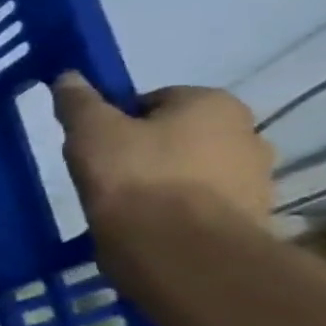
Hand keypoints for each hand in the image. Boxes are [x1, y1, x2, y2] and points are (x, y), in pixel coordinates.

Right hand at [52, 73, 274, 236]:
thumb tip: (69, 77)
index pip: (154, 100)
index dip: (118, 119)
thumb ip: (79, 101)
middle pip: (178, 135)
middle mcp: (248, 134)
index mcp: (215, 104)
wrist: (179, 249)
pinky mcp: (250, 219)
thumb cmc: (134, 176)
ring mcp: (256, 180)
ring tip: (124, 203)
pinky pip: (202, 204)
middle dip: (146, 149)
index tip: (95, 143)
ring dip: (163, 181)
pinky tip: (147, 224)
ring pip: (192, 170)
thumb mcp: (90, 130)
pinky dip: (176, 210)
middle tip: (106, 171)